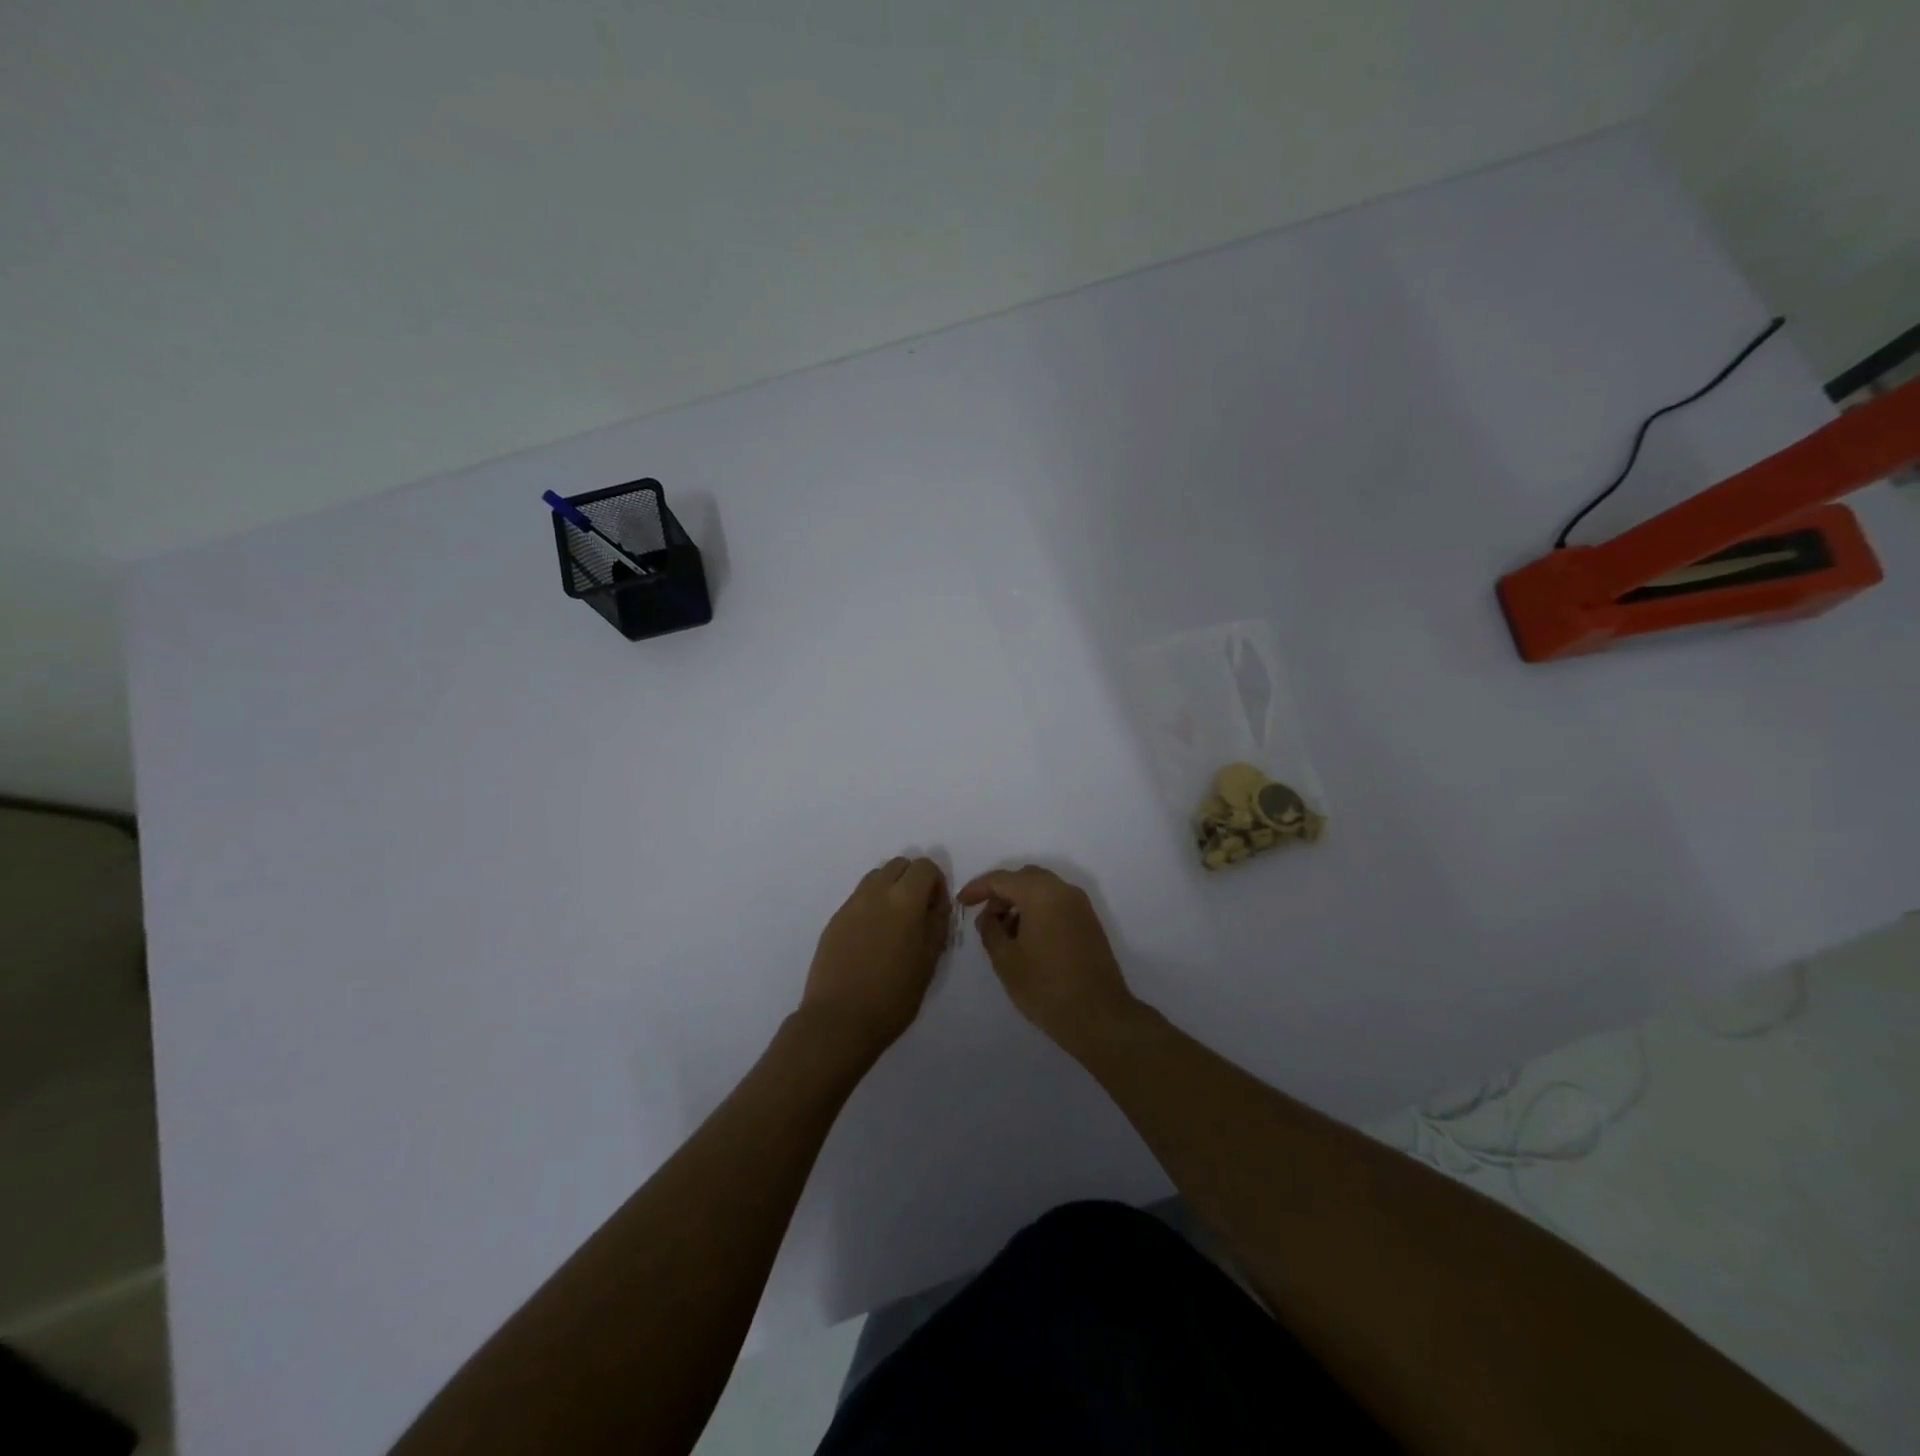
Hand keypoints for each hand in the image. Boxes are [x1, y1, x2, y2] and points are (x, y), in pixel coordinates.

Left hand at [799, 857, 950, 1064]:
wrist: (839, 1020)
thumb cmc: (893, 996)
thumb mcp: (929, 961)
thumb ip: (937, 923)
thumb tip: (936, 904)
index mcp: (904, 900)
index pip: (924, 866)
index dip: (936, 882)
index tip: (936, 909)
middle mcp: (876, 893)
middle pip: (898, 865)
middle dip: (912, 880)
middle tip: (917, 913)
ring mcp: (851, 904)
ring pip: (875, 877)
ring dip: (890, 889)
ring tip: (894, 924)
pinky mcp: (834, 920)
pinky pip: (858, 898)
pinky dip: (871, 905)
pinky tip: (872, 938)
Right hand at [956, 865, 1139, 1057]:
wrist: (1098, 1016)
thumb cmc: (1046, 987)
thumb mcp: (1006, 960)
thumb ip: (990, 930)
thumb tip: (989, 917)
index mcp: (1041, 894)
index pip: (1002, 879)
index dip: (978, 888)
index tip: (961, 903)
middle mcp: (1063, 890)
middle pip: (1024, 878)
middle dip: (1001, 893)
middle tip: (985, 917)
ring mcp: (1080, 905)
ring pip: (1042, 889)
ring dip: (1020, 902)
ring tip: (1004, 932)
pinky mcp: (1089, 921)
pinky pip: (1057, 902)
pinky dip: (1038, 909)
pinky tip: (1027, 937)